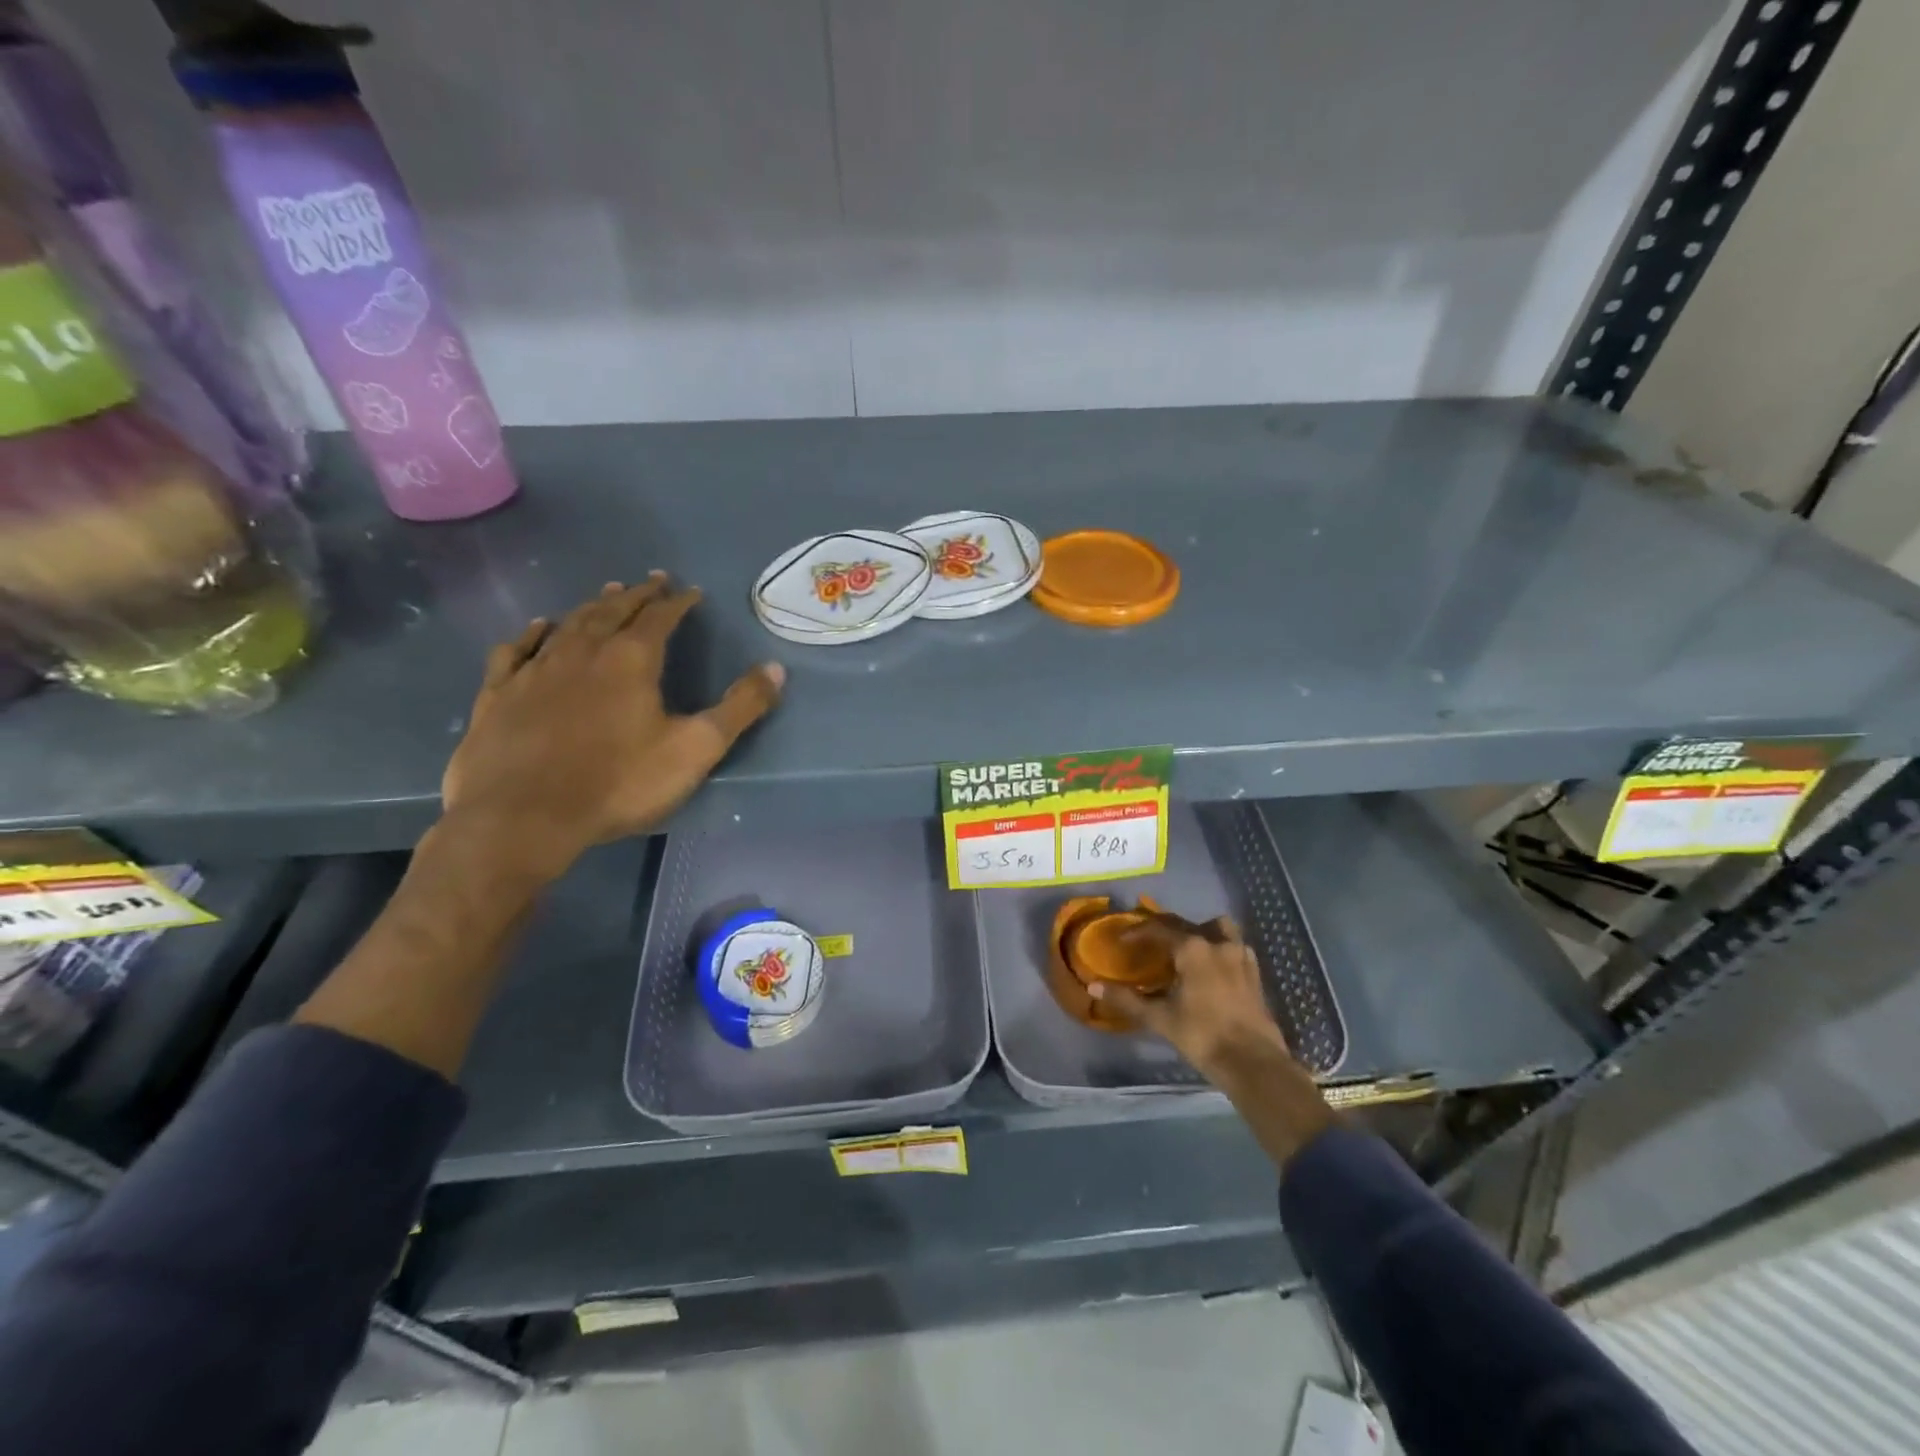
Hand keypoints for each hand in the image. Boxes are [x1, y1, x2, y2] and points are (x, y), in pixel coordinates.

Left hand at [441, 574, 782, 879]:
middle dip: (637, 594)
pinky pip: (517, 649)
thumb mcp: (695, 749)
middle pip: (613, 611)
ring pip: (568, 624)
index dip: (678, 602)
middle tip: (651, 581)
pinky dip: (533, 633)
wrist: (523, 817)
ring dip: (592, 606)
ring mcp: (536, 670)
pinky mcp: (499, 693)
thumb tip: (775, 668)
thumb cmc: (618, 783)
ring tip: (607, 594)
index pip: (660, 618)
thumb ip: (739, 708)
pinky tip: (538, 627)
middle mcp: (583, 651)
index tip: (690, 591)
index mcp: (631, 660)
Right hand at [1091, 916, 1294, 1081]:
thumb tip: (1093, 986)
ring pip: (1216, 928)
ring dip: (1198, 931)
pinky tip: (1210, 967)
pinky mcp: (1254, 972)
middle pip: (1184, 924)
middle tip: (1147, 944)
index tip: (1121, 940)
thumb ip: (1126, 1000)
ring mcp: (1240, 955)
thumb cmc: (1203, 1036)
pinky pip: (1233, 946)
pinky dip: (1218, 947)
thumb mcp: (1160, 1018)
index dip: (1136, 932)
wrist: (1253, 1063)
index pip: (1158, 928)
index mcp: (1193, 948)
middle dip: (1163, 930)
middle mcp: (1217, 943)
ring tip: (1185, 950)